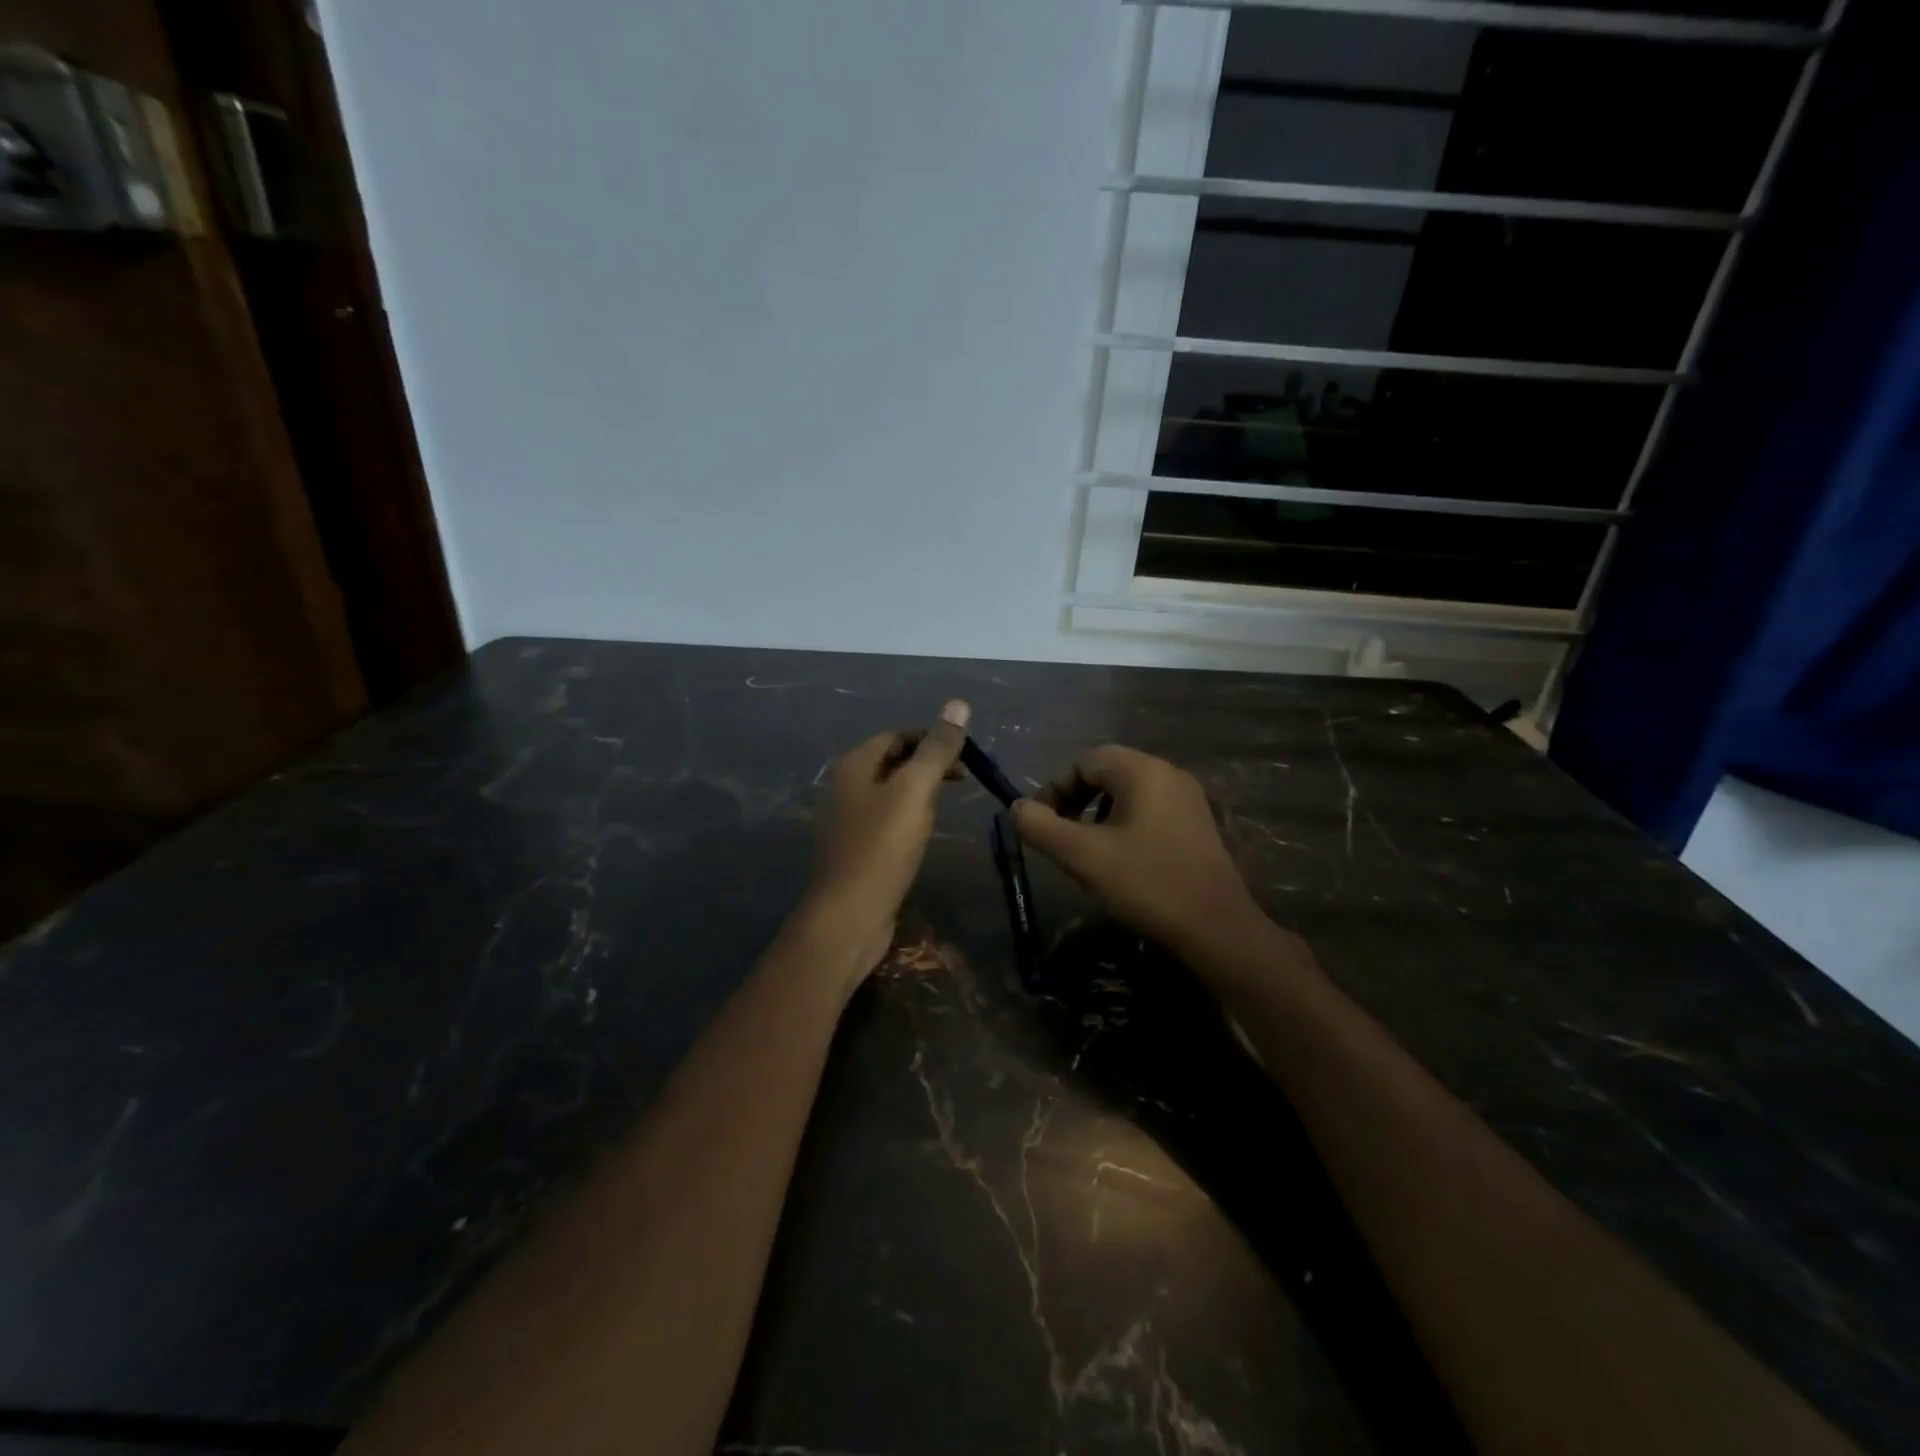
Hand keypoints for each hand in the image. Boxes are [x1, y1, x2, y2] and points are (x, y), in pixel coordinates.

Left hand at [803, 700, 970, 979]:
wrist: (849, 916)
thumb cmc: (882, 847)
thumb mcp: (915, 791)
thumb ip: (937, 749)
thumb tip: (958, 704)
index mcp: (853, 766)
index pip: (896, 736)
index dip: (931, 737)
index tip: (966, 751)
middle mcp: (844, 787)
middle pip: (892, 762)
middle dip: (928, 763)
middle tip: (966, 776)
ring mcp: (847, 821)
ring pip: (890, 792)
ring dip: (921, 789)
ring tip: (951, 800)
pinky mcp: (856, 849)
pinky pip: (886, 819)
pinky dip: (910, 815)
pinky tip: (926, 830)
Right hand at [1011, 744, 1262, 953]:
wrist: (1216, 928)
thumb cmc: (1147, 884)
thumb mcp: (1083, 856)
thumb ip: (1042, 827)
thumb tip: (1016, 808)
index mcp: (1143, 772)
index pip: (1086, 762)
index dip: (1056, 789)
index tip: (1043, 823)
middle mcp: (1169, 774)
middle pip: (1108, 773)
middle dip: (1077, 801)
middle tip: (1063, 837)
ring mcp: (1188, 799)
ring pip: (1129, 793)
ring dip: (1100, 814)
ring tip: (1090, 851)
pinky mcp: (1198, 824)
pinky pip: (1151, 810)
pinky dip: (1126, 824)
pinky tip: (1123, 861)